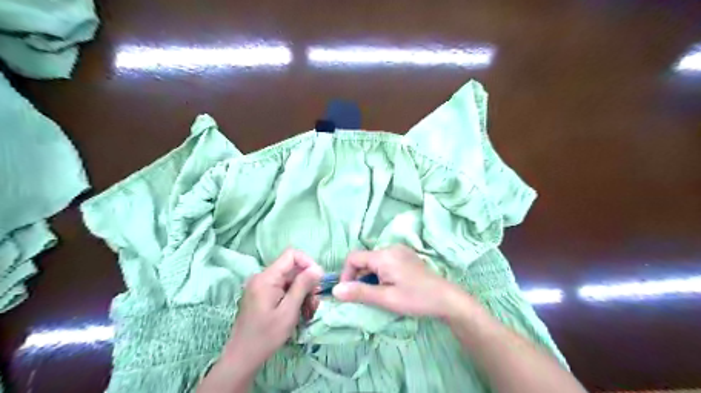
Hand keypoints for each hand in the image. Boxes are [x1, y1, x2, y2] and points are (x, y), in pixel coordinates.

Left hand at [222, 251, 323, 369]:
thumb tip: (317, 268)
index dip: (307, 263)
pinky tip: (300, 312)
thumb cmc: (266, 335)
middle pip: (291, 269)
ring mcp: (261, 286)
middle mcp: (262, 277)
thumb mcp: (289, 311)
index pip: (291, 255)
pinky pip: (282, 289)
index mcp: (266, 278)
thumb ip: (302, 286)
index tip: (317, 280)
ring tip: (309, 311)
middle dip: (307, 282)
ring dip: (302, 292)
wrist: (242, 358)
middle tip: (315, 302)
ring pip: (289, 280)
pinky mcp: (262, 295)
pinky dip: (293, 297)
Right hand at [331, 245, 472, 319]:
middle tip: (365, 297)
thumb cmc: (416, 299)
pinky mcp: (407, 256)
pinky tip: (390, 286)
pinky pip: (385, 261)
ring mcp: (400, 251)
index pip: (353, 258)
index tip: (349, 293)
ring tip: (379, 293)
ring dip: (369, 276)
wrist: (447, 299)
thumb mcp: (386, 298)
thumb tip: (335, 290)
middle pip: (364, 259)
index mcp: (383, 255)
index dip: (346, 275)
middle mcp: (390, 248)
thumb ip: (359, 292)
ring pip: (374, 261)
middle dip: (359, 277)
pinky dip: (380, 273)